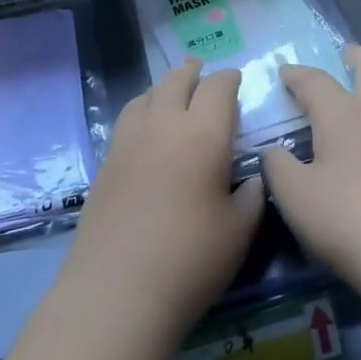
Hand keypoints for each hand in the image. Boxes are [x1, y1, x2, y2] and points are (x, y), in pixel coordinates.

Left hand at [62, 60, 264, 332]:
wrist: (118, 290)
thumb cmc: (191, 259)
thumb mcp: (240, 230)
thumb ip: (253, 195)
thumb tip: (254, 176)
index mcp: (203, 133)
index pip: (218, 87)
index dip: (230, 79)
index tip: (237, 80)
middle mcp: (164, 124)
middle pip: (177, 81)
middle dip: (193, 71)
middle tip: (202, 69)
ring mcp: (129, 140)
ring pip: (147, 94)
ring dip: (164, 86)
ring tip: (173, 91)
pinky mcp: (107, 161)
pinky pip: (128, 117)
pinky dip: (143, 108)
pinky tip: (147, 126)